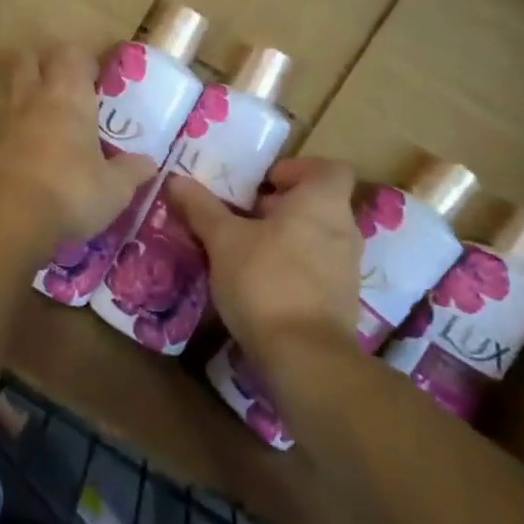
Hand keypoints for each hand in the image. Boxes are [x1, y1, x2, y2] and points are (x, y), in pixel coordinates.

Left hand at [0, 43, 157, 253]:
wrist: (5, 221)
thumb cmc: (70, 192)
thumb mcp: (114, 188)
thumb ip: (131, 171)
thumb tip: (148, 162)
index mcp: (68, 96)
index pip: (72, 53)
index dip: (84, 59)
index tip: (97, 76)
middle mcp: (32, 99)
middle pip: (30, 60)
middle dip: (45, 65)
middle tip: (66, 88)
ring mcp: (2, 122)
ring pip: (10, 90)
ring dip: (25, 96)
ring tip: (46, 119)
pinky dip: (11, 131)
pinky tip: (27, 153)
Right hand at [166, 157, 362, 364]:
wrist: (304, 355)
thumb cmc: (265, 280)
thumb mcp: (223, 240)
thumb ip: (201, 208)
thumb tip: (176, 179)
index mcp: (322, 202)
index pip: (327, 169)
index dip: (296, 169)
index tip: (262, 183)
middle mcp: (344, 229)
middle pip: (317, 204)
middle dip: (280, 207)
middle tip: (241, 217)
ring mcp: (347, 268)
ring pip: (316, 238)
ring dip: (284, 239)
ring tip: (244, 252)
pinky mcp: (342, 301)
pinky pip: (317, 270)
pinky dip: (292, 268)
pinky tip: (259, 284)